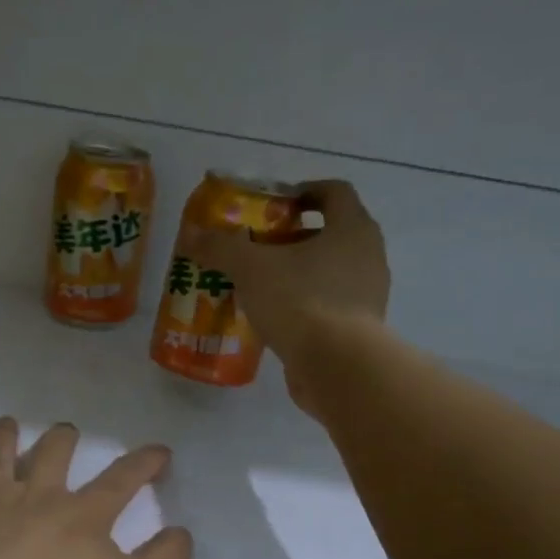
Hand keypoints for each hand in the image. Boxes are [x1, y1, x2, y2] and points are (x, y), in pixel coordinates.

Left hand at [0, 418, 192, 558]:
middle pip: (53, 456)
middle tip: (67, 431)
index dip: (144, 464)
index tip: (159, 450)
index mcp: (81, 516)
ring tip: (8, 423)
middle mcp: (35, 496)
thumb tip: (183, 533)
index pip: (121, 481)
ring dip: (4, 438)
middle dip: (64, 441)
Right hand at [186, 180, 389, 412]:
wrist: (337, 366)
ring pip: (329, 272)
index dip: (303, 192)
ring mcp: (367, 294)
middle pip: (330, 234)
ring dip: (297, 273)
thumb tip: (191, 234)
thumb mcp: (251, 268)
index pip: (333, 192)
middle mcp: (368, 255)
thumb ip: (221, 247)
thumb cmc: (300, 301)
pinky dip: (304, 304)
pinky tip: (274, 318)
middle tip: (257, 248)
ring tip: (260, 285)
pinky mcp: (359, 329)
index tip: (274, 205)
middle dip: (293, 237)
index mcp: (352, 228)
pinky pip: (328, 305)